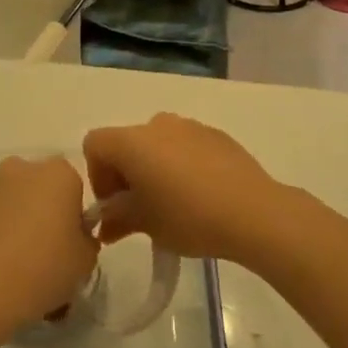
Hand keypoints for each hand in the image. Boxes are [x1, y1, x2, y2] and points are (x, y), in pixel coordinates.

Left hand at [0, 155, 97, 334]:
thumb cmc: (43, 270)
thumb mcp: (86, 261)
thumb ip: (86, 238)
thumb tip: (74, 235)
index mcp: (58, 173)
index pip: (74, 187)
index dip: (73, 215)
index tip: (69, 243)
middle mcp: (21, 168)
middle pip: (39, 187)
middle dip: (43, 211)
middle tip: (43, 251)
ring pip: (10, 198)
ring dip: (15, 219)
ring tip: (13, 262)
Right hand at [83, 114, 299, 265]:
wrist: (253, 212)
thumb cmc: (189, 217)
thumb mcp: (146, 223)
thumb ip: (117, 218)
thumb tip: (105, 223)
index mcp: (132, 141)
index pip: (94, 145)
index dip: (97, 177)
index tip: (115, 207)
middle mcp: (157, 124)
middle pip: (126, 143)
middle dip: (125, 175)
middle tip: (139, 211)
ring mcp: (190, 126)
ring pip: (157, 144)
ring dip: (154, 168)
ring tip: (171, 204)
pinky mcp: (216, 135)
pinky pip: (185, 146)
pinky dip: (181, 165)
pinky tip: (199, 194)